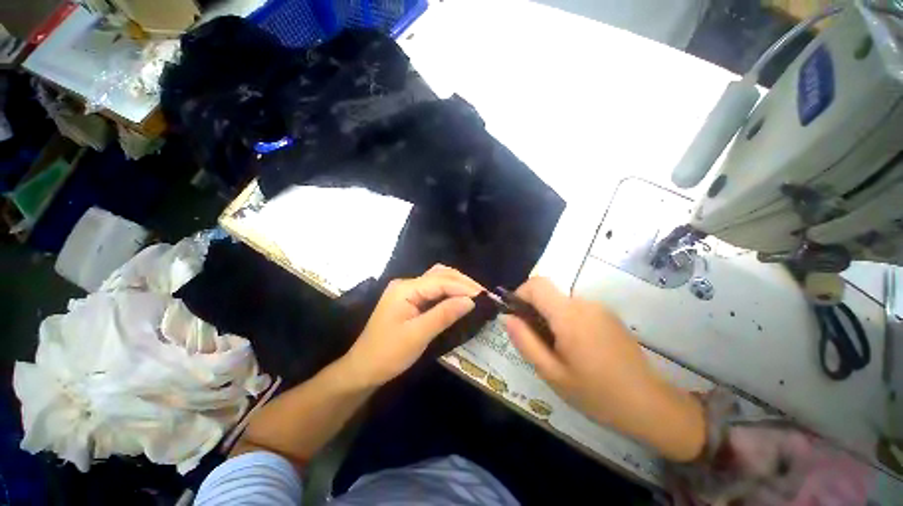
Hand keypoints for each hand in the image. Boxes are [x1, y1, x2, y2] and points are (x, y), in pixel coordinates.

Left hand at [342, 265, 482, 387]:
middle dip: (462, 282)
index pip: (440, 281)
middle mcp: (407, 284)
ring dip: (457, 284)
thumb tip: (470, 301)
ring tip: (475, 295)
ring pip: (438, 280)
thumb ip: (444, 315)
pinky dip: (449, 292)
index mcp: (405, 289)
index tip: (485, 296)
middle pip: (440, 274)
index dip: (463, 287)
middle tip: (483, 295)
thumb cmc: (387, 354)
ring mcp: (408, 291)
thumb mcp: (417, 335)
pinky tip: (459, 299)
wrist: (363, 369)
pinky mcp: (410, 300)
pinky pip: (434, 290)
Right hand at [504, 277, 705, 461]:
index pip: (537, 284)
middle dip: (535, 311)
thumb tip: (508, 318)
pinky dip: (566, 321)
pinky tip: (578, 349)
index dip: (520, 294)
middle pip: (548, 293)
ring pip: (561, 302)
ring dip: (551, 318)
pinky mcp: (608, 316)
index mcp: (569, 315)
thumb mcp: (552, 373)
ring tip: (559, 350)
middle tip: (537, 342)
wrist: (651, 406)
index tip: (517, 317)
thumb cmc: (597, 393)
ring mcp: (599, 308)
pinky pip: (577, 309)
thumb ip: (525, 341)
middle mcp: (584, 303)